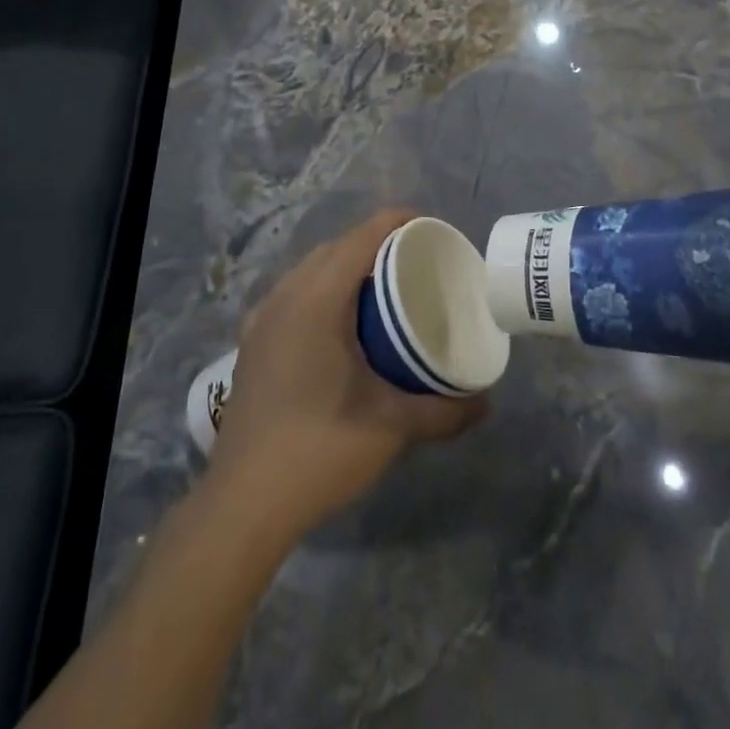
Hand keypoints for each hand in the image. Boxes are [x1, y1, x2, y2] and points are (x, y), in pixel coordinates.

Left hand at [204, 209, 488, 544]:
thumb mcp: (392, 428)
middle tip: (416, 262)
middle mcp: (285, 298)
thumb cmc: (320, 450)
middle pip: (335, 247)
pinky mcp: (252, 344)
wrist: (243, 504)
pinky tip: (339, 323)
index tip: (432, 231)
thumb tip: (487, 402)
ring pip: (309, 269)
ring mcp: (261, 320)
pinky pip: (292, 293)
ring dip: (345, 265)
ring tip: (382, 287)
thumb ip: (445, 411)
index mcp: (317, 301)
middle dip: (375, 242)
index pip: (360, 238)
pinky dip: (321, 288)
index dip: (397, 223)